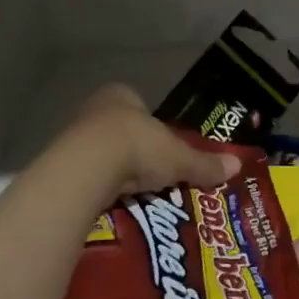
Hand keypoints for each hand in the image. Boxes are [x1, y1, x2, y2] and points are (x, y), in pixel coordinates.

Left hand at [61, 85, 241, 196]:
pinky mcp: (61, 164)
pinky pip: (88, 176)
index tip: (165, 152)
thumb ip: (204, 163)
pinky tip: (112, 203)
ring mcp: (74, 135)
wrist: (87, 167)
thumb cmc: (137, 146)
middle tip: (153, 176)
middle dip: (136, 152)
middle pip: (122, 131)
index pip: (142, 109)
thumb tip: (237, 166)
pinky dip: (100, 188)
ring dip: (116, 172)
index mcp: (123, 95)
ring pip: (102, 153)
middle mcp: (95, 109)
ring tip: (134, 194)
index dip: (155, 129)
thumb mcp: (178, 157)